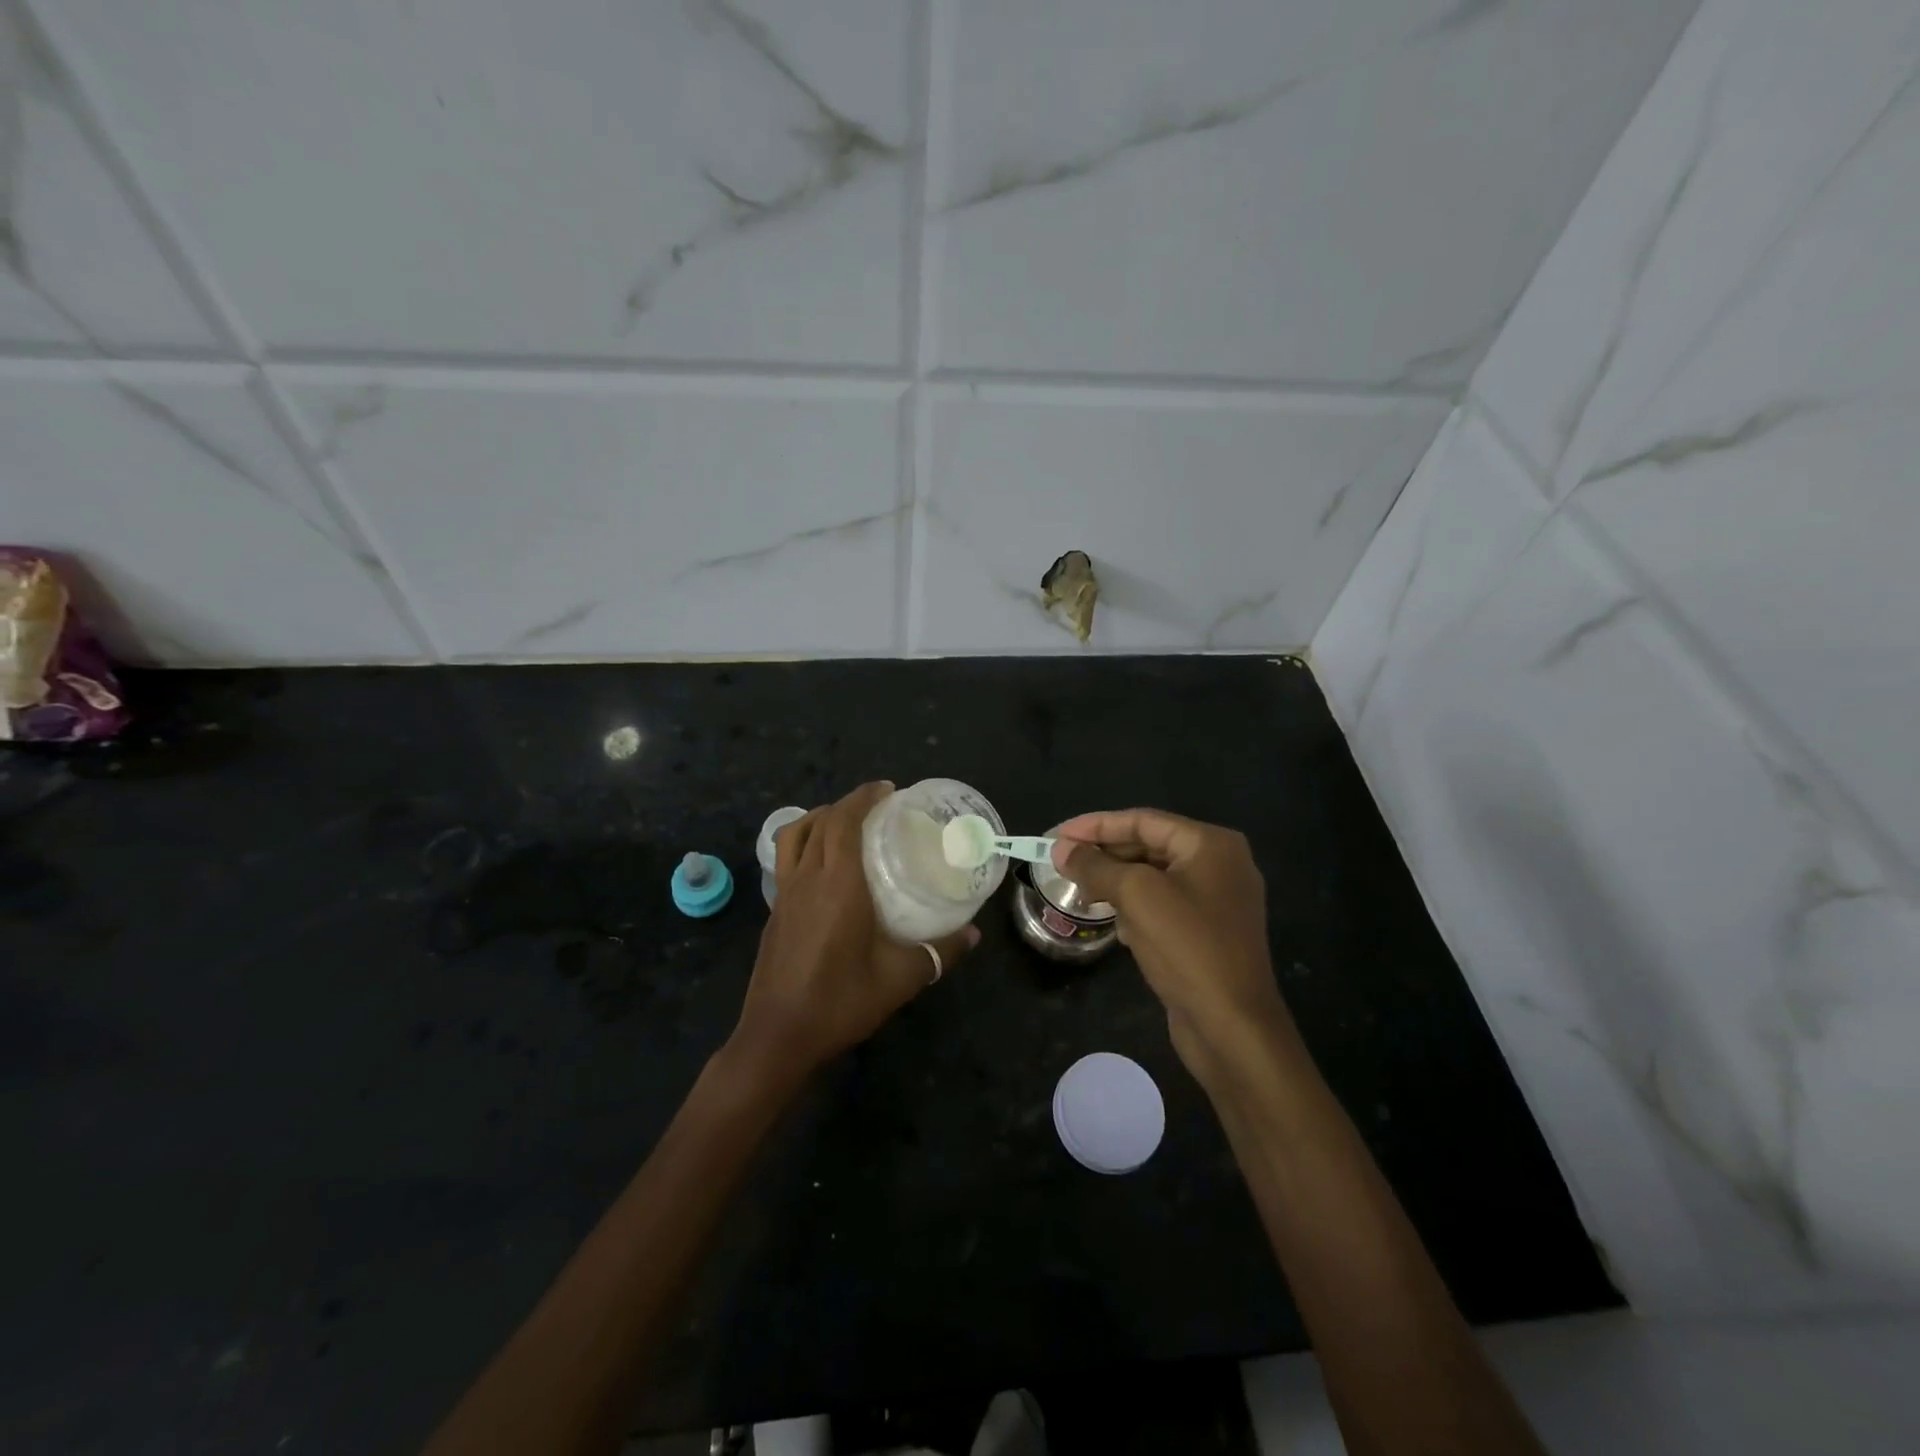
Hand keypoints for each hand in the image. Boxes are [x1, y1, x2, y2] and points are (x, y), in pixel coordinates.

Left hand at [730, 781, 979, 1083]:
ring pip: (794, 837)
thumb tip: (973, 934)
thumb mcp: (899, 979)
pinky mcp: (774, 912)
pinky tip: (825, 868)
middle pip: (819, 822)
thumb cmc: (840, 1001)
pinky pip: (787, 860)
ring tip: (846, 824)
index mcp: (837, 885)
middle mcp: (806, 879)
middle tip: (877, 805)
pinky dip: (806, 844)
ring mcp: (784, 895)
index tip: (886, 789)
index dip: (862, 798)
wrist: (777, 1036)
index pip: (843, 822)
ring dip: (819, 819)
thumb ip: (938, 953)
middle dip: (846, 804)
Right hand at [1050, 809, 1290, 1080]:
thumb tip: (1060, 849)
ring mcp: (1216, 901)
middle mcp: (1219, 865)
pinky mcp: (1207, 933)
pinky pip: (1162, 906)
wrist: (1233, 1028)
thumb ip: (1095, 866)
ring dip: (1115, 883)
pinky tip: (1114, 924)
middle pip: (1148, 846)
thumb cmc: (1188, 948)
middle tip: (1060, 863)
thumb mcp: (1136, 896)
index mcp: (1211, 844)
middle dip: (1104, 855)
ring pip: (1152, 878)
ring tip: (1079, 891)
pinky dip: (1135, 908)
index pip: (1142, 820)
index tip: (1055, 836)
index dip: (1095, 825)